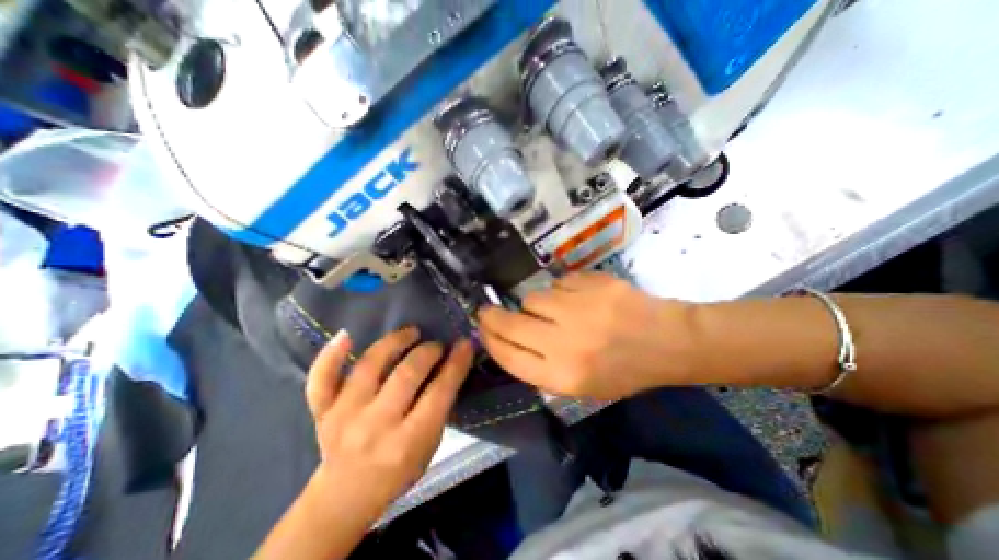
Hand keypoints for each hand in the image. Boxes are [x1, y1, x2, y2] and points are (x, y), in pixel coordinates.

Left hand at [305, 329, 471, 515]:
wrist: (343, 498)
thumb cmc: (397, 473)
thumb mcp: (429, 448)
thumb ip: (438, 408)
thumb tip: (448, 367)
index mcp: (407, 442)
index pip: (438, 393)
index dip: (456, 364)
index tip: (464, 343)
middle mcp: (375, 426)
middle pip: (406, 375)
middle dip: (427, 352)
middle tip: (436, 345)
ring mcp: (343, 416)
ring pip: (369, 366)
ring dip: (394, 342)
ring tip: (411, 332)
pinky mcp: (322, 411)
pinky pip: (321, 379)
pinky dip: (331, 355)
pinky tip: (346, 335)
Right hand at [476, 271, 695, 399]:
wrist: (668, 342)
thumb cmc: (624, 371)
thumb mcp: (580, 386)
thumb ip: (540, 367)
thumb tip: (508, 340)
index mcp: (563, 376)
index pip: (508, 356)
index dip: (489, 340)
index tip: (481, 328)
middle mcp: (566, 343)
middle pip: (511, 323)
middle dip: (492, 316)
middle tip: (488, 310)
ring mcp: (580, 309)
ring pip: (533, 298)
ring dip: (537, 304)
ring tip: (558, 310)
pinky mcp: (593, 284)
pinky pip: (558, 282)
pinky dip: (562, 290)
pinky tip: (581, 299)